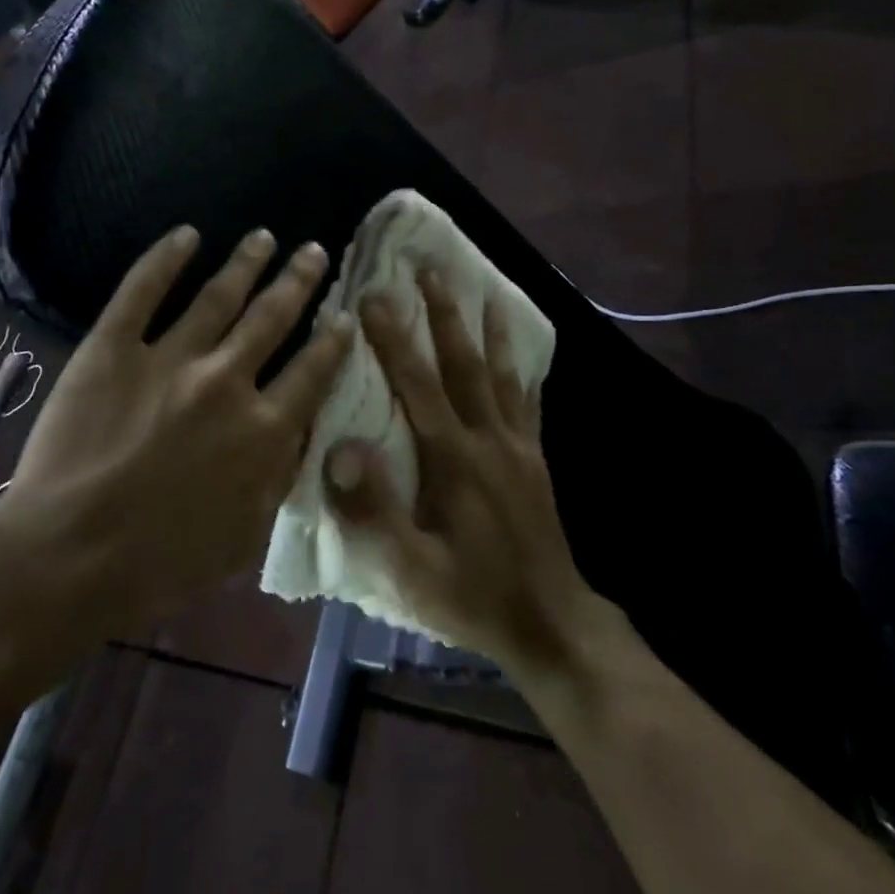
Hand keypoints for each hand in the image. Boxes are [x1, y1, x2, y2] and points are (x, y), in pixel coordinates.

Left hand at [3, 225, 351, 634]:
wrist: (68, 558)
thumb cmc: (163, 563)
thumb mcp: (246, 536)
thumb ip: (280, 478)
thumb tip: (302, 435)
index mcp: (263, 429)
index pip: (313, 369)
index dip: (333, 336)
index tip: (344, 312)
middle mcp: (226, 382)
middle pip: (272, 316)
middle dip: (298, 280)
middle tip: (313, 250)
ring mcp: (168, 359)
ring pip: (218, 295)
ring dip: (245, 262)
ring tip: (263, 237)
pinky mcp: (112, 349)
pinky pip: (142, 291)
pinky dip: (165, 259)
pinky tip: (185, 235)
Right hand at [323, 269, 607, 677]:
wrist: (553, 625)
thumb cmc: (473, 597)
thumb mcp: (412, 569)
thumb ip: (375, 509)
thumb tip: (341, 448)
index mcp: (453, 458)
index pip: (418, 383)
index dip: (393, 337)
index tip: (374, 294)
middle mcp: (488, 438)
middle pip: (463, 362)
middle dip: (444, 312)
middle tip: (430, 268)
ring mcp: (518, 446)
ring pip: (500, 372)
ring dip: (485, 327)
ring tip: (481, 288)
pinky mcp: (536, 460)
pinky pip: (528, 401)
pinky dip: (521, 369)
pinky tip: (521, 353)